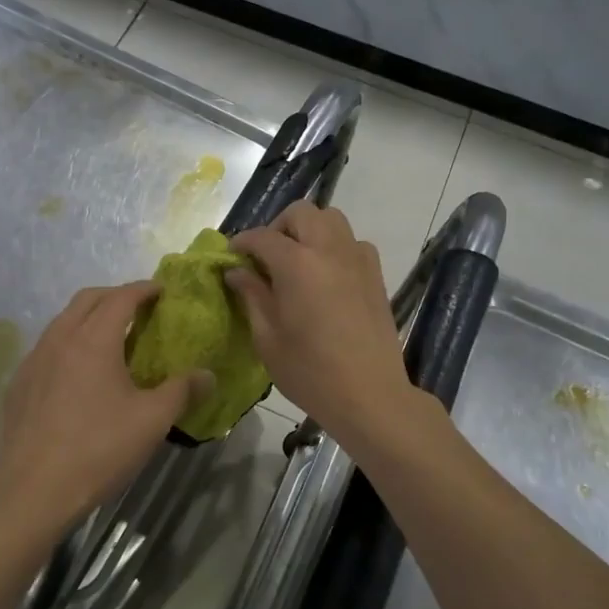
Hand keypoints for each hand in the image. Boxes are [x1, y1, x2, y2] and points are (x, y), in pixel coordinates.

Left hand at [0, 281, 206, 541]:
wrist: (31, 491)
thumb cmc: (98, 450)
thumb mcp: (151, 421)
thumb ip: (182, 392)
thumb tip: (208, 375)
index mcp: (93, 340)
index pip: (120, 298)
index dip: (143, 289)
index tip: (161, 290)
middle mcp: (59, 339)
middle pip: (86, 300)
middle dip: (114, 295)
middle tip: (138, 308)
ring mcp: (33, 361)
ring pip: (62, 322)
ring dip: (87, 317)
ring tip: (109, 337)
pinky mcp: (18, 385)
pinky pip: (46, 348)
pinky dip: (67, 343)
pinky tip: (77, 373)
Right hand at [227, 203, 416, 438]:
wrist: (370, 395)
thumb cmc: (310, 372)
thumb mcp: (268, 338)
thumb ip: (252, 297)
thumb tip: (237, 272)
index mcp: (297, 264)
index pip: (263, 237)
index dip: (242, 242)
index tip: (232, 256)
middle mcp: (329, 250)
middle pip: (301, 213)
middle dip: (278, 227)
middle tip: (266, 257)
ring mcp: (357, 259)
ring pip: (332, 219)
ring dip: (309, 230)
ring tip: (297, 262)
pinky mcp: (376, 274)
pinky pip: (352, 242)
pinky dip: (334, 246)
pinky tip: (326, 276)